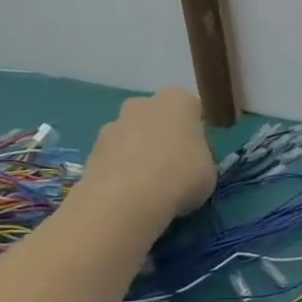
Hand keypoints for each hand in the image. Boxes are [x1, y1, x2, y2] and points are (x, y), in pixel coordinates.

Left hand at [74, 88, 216, 223]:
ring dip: (138, 154)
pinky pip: (113, 157)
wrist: (126, 200)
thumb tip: (190, 160)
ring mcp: (113, 124)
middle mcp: (143, 103)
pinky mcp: (91, 149)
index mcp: (178, 100)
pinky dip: (119, 170)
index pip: (193, 111)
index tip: (199, 157)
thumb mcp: (210, 170)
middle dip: (163, 137)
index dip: (197, 135)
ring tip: (147, 187)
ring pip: (132, 136)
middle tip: (172, 169)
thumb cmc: (181, 176)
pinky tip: (127, 194)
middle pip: (158, 118)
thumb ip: (201, 157)